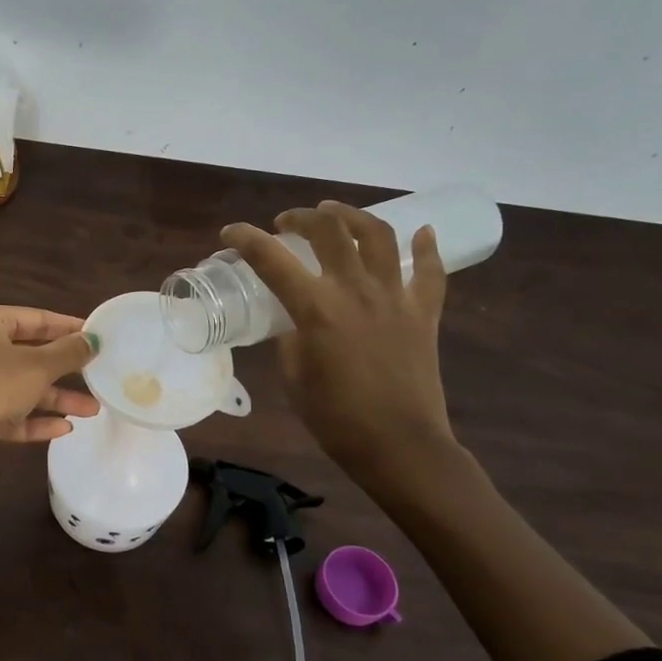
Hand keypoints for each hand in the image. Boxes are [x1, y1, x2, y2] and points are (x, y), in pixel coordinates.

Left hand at [0, 305, 100, 469]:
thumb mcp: (37, 367)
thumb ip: (68, 353)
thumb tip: (92, 339)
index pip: (35, 318)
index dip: (68, 326)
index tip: (98, 336)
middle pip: (29, 353)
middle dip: (64, 368)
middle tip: (99, 372)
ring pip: (22, 385)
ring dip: (56, 397)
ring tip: (93, 409)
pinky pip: (10, 411)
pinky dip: (35, 419)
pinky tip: (64, 429)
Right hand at [222, 202, 456, 485]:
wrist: (400, 446)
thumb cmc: (336, 419)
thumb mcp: (294, 378)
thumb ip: (289, 340)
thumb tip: (292, 321)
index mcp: (317, 310)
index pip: (272, 260)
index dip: (246, 239)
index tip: (231, 233)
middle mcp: (356, 291)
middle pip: (330, 231)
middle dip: (302, 218)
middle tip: (286, 223)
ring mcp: (395, 298)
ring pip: (379, 236)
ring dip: (354, 216)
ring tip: (337, 214)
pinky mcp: (424, 313)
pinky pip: (430, 272)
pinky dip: (427, 248)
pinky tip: (422, 233)